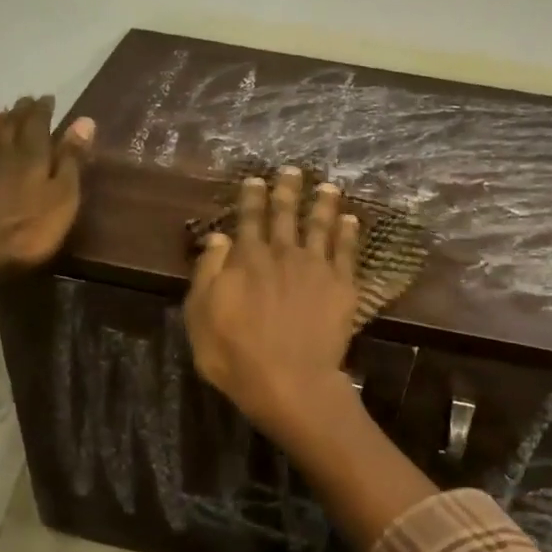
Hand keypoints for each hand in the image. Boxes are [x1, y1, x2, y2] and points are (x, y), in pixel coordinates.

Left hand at [0, 96, 94, 301]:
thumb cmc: (24, 232)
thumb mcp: (61, 199)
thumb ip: (71, 161)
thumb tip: (84, 121)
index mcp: (31, 157)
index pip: (38, 124)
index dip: (43, 110)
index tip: (47, 97)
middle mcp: (2, 158)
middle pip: (10, 127)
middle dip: (20, 112)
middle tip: (25, 99)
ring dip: (0, 126)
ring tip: (3, 115)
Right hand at [183, 167, 361, 442]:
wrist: (290, 381)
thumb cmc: (235, 354)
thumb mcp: (201, 315)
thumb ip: (209, 272)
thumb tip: (218, 237)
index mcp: (247, 259)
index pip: (249, 219)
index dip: (252, 198)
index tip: (256, 179)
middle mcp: (283, 254)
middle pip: (286, 215)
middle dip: (288, 190)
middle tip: (292, 170)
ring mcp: (316, 268)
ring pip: (320, 226)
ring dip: (323, 204)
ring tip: (328, 186)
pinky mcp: (342, 286)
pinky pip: (347, 252)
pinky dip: (348, 233)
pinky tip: (351, 220)